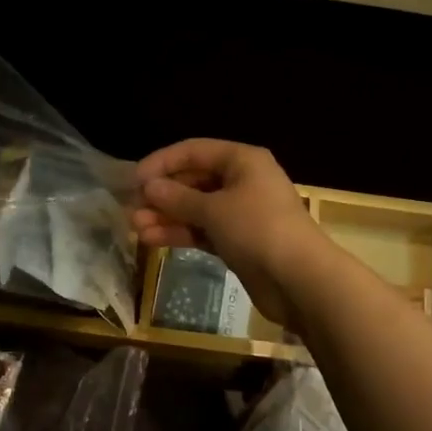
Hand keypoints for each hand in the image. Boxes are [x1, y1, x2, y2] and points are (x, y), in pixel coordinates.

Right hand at [132, 140, 326, 329]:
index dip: (162, 162)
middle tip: (131, 208)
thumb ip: (178, 197)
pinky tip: (153, 239)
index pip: (194, 151)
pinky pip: (204, 230)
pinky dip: (182, 233)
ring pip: (197, 208)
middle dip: (163, 194)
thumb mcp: (214, 209)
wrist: (300, 280)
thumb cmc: (257, 229)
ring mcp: (242, 213)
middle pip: (195, 180)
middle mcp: (243, 181)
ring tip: (135, 228)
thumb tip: (149, 187)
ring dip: (167, 216)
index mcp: (242, 160)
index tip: (134, 179)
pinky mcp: (239, 241)